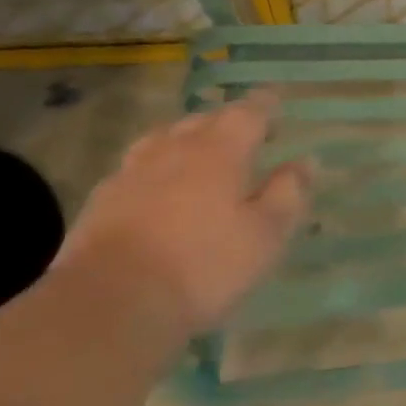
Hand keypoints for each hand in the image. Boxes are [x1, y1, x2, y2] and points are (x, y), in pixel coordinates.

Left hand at [56, 94, 311, 334]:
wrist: (108, 305)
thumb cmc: (202, 266)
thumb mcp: (264, 235)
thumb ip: (287, 193)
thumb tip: (304, 162)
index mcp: (219, 151)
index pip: (248, 113)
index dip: (265, 104)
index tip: (276, 100)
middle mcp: (174, 149)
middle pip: (203, 120)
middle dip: (227, 121)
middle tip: (246, 134)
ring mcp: (131, 173)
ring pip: (164, 140)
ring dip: (186, 140)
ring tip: (199, 153)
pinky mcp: (100, 202)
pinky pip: (135, 169)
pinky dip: (155, 168)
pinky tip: (156, 188)